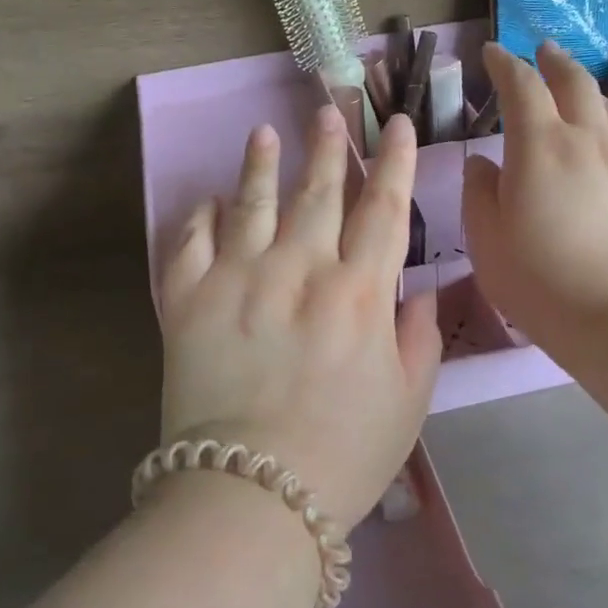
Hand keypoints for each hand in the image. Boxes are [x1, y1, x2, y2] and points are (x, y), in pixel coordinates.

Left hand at [157, 105, 442, 531]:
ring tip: (264, 133)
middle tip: (327, 112)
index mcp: (358, 293)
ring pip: (252, 202)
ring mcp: (239, 278)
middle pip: (318, 192)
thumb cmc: (343, 455)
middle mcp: (300, 269)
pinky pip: (191, 241)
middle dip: (326, 148)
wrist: (251, 496)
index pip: (384, 209)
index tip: (395, 126)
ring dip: (260, 164)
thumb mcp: (408, 403)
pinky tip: (210, 200)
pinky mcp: (187, 298)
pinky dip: (201, 215)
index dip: (394, 162)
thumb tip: (420, 291)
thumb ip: (419, 339)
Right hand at [462, 42, 607, 350]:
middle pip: (575, 81)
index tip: (491, 53)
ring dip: (589, 90)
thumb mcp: (485, 236)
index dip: (504, 63)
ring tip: (577, 91)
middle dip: (554, 61)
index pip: (521, 85)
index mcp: (539, 144)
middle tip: (542, 51)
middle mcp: (587, 139)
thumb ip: (479, 190)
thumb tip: (484, 163)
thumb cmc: (538, 278)